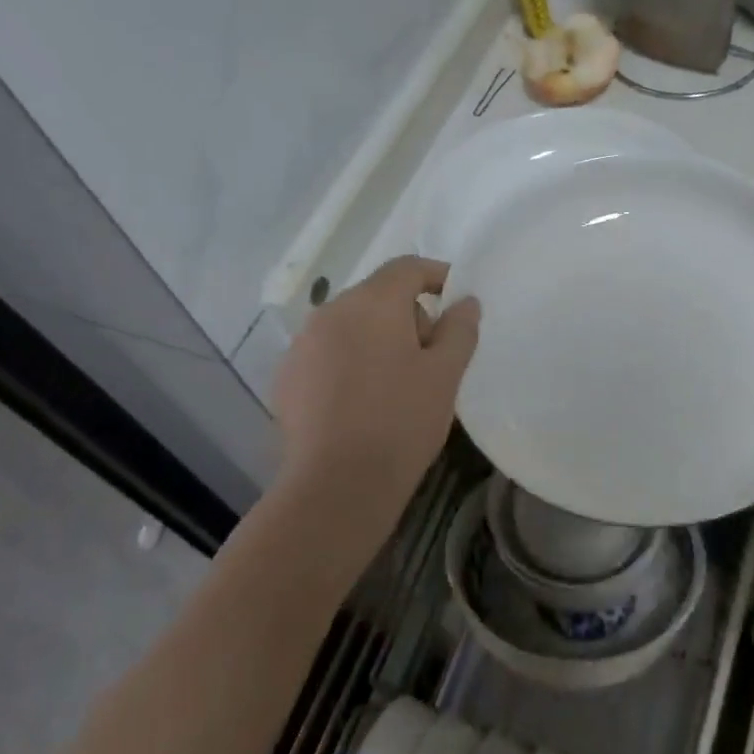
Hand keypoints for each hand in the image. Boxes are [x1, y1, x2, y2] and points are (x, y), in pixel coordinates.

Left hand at [273, 256, 479, 529]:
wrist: (336, 485)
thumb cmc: (401, 421)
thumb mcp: (445, 374)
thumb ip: (460, 328)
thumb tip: (466, 301)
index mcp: (372, 302)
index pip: (407, 268)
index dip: (436, 276)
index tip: (456, 300)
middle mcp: (330, 312)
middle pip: (378, 296)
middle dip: (408, 316)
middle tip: (432, 358)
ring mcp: (302, 344)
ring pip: (350, 326)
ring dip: (377, 340)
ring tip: (396, 384)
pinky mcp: (287, 377)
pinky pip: (327, 354)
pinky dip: (349, 363)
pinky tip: (361, 403)